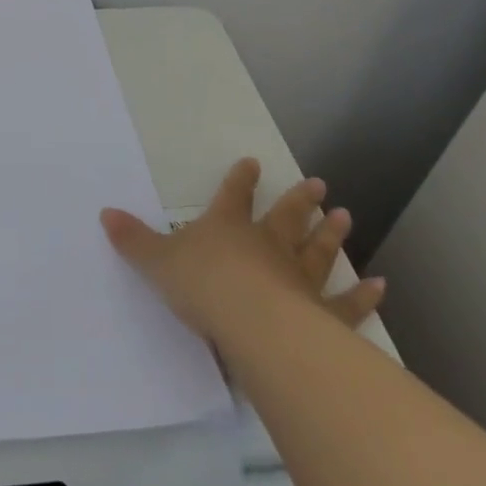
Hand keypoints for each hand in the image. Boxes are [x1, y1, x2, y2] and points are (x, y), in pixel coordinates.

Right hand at [100, 158, 384, 347]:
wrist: (248, 322)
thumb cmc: (201, 285)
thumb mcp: (156, 261)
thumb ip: (133, 240)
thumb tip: (105, 213)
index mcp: (227, 228)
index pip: (233, 196)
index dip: (241, 180)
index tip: (252, 163)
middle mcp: (266, 245)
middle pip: (285, 217)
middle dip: (299, 200)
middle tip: (319, 184)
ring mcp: (297, 278)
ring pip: (316, 251)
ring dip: (330, 234)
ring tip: (345, 215)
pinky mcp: (320, 314)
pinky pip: (346, 304)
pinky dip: (363, 296)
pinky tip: (380, 285)